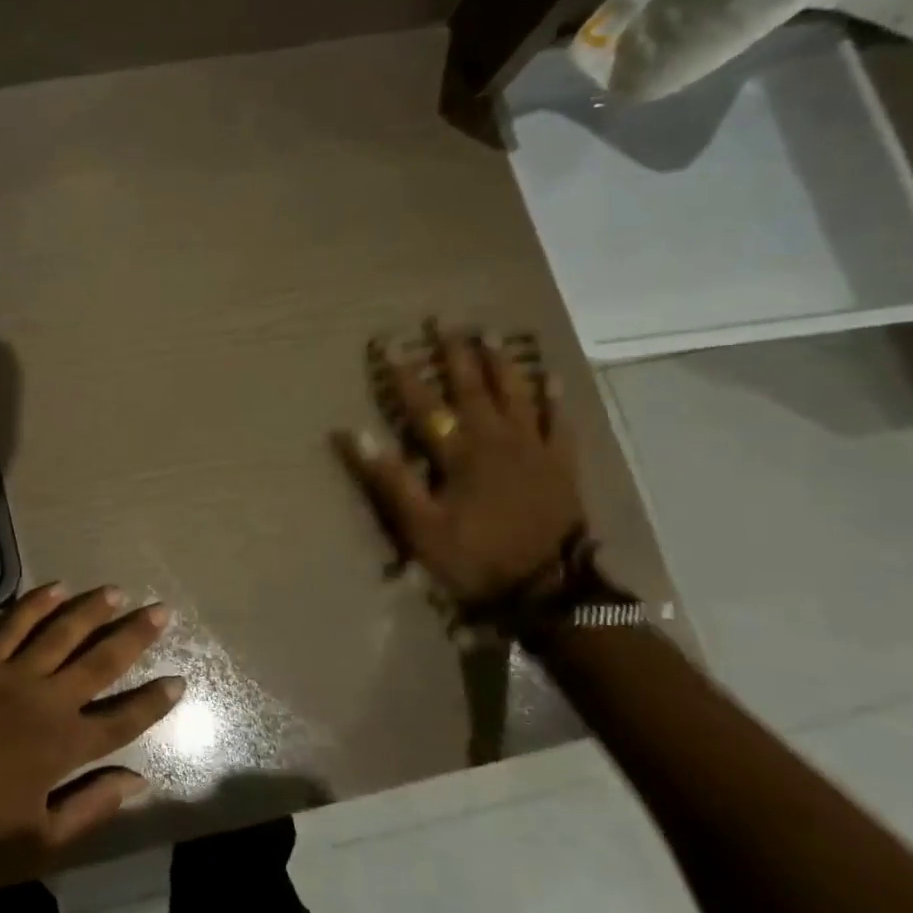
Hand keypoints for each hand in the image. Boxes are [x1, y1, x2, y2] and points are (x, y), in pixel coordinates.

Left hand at [0, 584, 182, 901]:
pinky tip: (56, 587)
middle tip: (161, 611)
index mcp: (64, 749)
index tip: (178, 680)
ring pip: (61, 632)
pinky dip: (35, 603)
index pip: (123, 718)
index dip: (154, 701)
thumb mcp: (38, 844)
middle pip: (100, 661)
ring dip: (92, 610)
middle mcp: (45, 702)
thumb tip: (140, 781)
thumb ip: (92, 808)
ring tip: (117, 592)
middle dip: (135, 636)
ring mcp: (8, 676)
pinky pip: (11, 623)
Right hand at [337, 321, 585, 602]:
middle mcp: (496, 439)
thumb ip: (388, 478)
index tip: (386, 343)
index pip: (423, 404)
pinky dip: (555, 399)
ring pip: (517, 394)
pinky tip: (552, 378)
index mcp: (459, 453)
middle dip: (455, 353)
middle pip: (472, 387)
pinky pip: (560, 422)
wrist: (548, 591)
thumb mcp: (419, 526)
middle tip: (444, 321)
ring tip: (491, 334)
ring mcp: (534, 449)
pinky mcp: (561, 464)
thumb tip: (352, 432)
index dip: (402, 373)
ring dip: (501, 363)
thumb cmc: (475, 558)